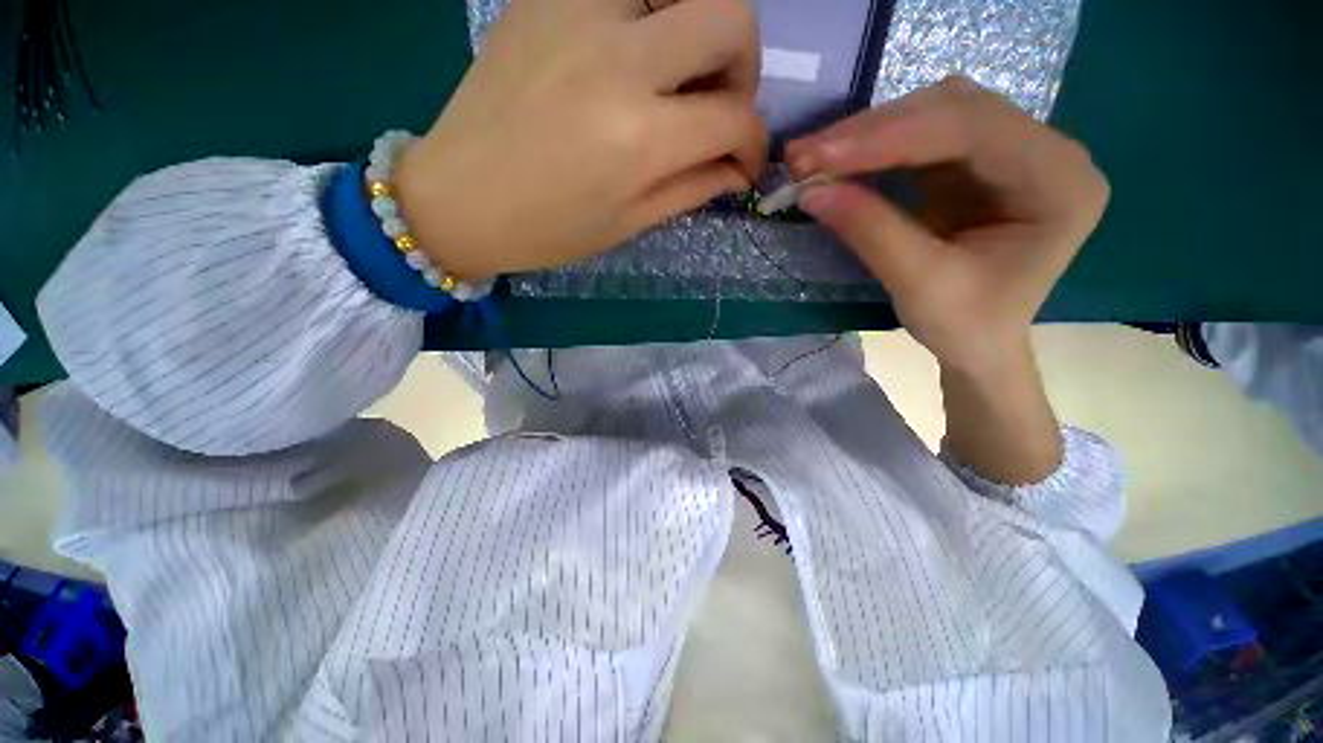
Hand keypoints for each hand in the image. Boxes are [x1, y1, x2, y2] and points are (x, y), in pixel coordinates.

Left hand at [395, 0, 767, 279]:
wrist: (458, 197)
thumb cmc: (547, 229)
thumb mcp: (628, 223)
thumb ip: (692, 189)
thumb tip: (738, 170)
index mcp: (640, 139)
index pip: (735, 119)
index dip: (755, 143)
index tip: (745, 161)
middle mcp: (619, 60)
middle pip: (729, 15)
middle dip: (744, 65)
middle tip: (720, 102)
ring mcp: (578, 12)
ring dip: (696, 26)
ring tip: (676, 72)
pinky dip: (644, 13)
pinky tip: (629, 52)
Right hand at [786, 76, 1108, 374]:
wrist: (980, 344)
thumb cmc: (965, 326)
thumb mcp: (918, 285)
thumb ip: (870, 231)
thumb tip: (810, 191)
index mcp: (1060, 181)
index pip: (974, 130)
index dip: (892, 136)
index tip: (822, 157)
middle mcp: (1045, 150)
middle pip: (953, 111)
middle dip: (871, 132)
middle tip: (806, 156)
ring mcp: (1009, 151)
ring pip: (932, 115)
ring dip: (867, 135)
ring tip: (813, 158)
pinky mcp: (974, 163)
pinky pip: (920, 138)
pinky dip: (873, 150)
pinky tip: (839, 162)